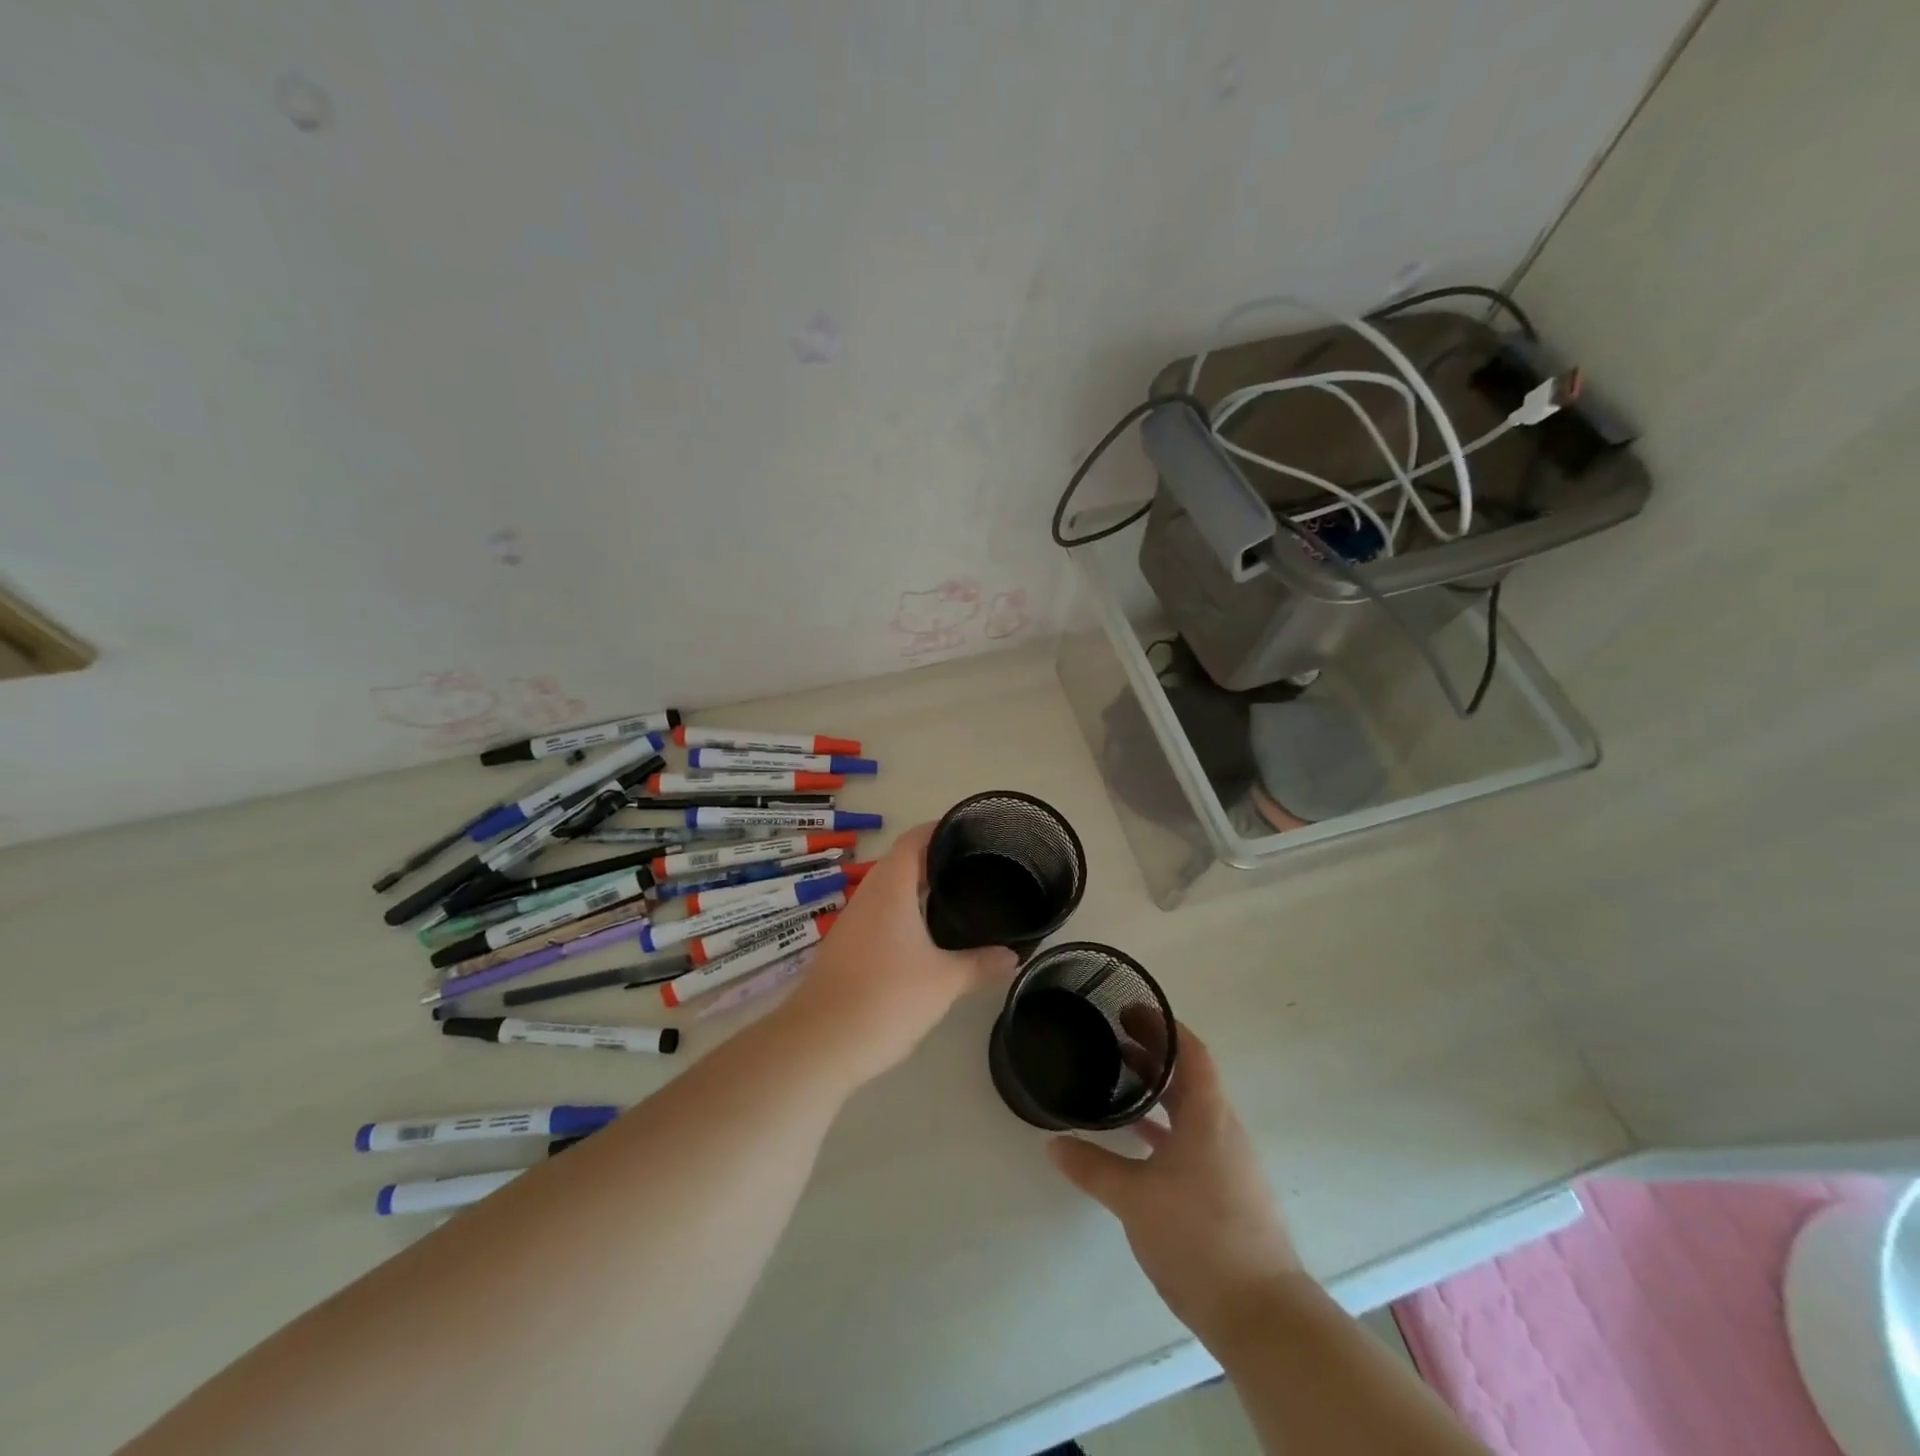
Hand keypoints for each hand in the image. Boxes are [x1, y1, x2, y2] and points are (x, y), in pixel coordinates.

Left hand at [783, 823, 1016, 1087]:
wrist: (818, 1044)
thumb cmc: (885, 999)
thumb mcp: (944, 982)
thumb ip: (981, 965)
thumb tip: (1013, 956)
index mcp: (890, 888)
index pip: (914, 840)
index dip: (940, 830)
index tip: (970, 831)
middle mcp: (868, 896)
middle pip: (901, 862)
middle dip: (935, 861)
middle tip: (974, 867)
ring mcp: (852, 922)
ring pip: (888, 891)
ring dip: (917, 889)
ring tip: (955, 897)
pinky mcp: (845, 948)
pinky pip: (880, 916)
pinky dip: (904, 914)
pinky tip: (924, 936)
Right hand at [1047, 1018, 1303, 1344]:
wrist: (1262, 1315)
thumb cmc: (1200, 1238)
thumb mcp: (1135, 1199)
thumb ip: (1093, 1168)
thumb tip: (1054, 1144)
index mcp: (1209, 1116)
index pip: (1192, 1052)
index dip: (1163, 1026)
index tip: (1131, 1010)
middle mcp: (1223, 1130)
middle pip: (1190, 1077)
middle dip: (1155, 1053)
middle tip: (1115, 1036)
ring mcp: (1228, 1162)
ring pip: (1191, 1110)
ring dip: (1159, 1090)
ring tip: (1121, 1079)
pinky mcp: (1226, 1191)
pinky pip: (1192, 1139)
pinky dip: (1165, 1127)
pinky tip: (1138, 1141)